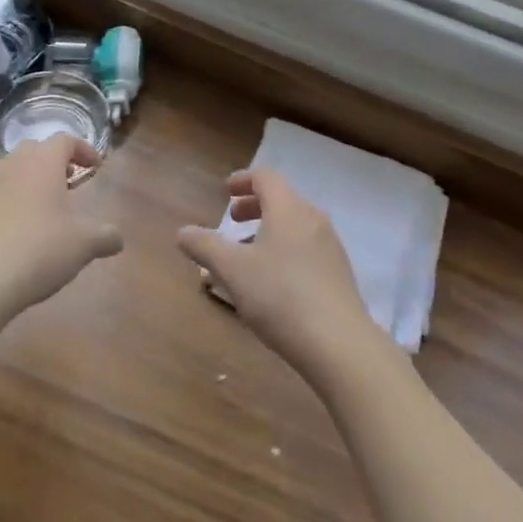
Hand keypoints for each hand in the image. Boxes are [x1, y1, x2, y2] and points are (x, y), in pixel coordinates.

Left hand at [0, 135, 122, 315]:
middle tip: (70, 181)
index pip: (66, 140)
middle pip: (36, 149)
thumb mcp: (83, 245)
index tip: (96, 166)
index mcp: (43, 162)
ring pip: (12, 169)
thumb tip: (118, 238)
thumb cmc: (39, 250)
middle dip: (55, 161)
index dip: (84, 150)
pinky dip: (10, 199)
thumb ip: (105, 236)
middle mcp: (13, 164)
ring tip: (44, 204)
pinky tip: (18, 227)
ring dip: (30, 178)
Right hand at [178, 170, 377, 382]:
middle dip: (254, 206)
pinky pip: (306, 246)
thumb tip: (183, 232)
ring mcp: (330, 245)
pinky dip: (285, 248)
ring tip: (247, 255)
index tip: (226, 191)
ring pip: (294, 225)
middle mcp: (313, 219)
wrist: (339, 344)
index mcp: (288, 209)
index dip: (244, 180)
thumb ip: (205, 247)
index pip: (266, 178)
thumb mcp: (233, 271)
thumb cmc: (280, 297)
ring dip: (269, 230)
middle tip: (233, 220)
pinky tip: (273, 281)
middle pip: (282, 199)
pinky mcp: (339, 272)